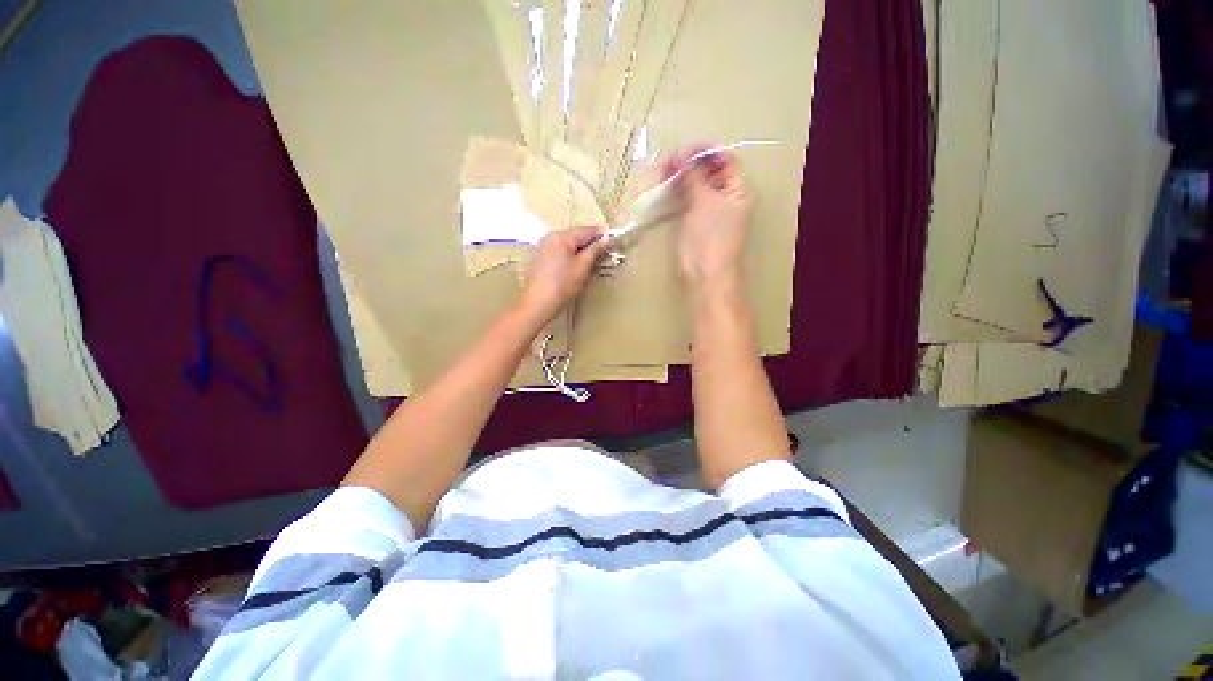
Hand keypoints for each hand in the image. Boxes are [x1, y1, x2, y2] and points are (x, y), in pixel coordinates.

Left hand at [518, 226, 610, 324]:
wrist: (537, 305)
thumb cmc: (563, 285)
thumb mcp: (582, 267)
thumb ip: (595, 250)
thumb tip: (608, 238)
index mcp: (561, 236)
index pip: (587, 230)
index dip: (602, 235)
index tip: (615, 241)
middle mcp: (550, 238)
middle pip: (576, 237)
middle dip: (592, 245)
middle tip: (606, 255)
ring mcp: (543, 249)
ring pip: (568, 247)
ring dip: (582, 253)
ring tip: (593, 264)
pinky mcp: (540, 262)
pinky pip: (560, 255)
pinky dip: (571, 259)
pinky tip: (577, 270)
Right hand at [665, 149, 753, 288]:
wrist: (705, 274)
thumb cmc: (710, 237)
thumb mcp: (704, 202)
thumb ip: (693, 177)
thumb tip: (682, 157)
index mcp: (739, 190)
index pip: (725, 160)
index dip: (706, 152)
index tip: (684, 150)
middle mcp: (727, 198)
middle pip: (710, 172)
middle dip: (690, 164)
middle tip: (668, 161)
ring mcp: (711, 211)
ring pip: (697, 186)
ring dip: (682, 178)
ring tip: (663, 170)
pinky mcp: (696, 222)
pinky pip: (688, 201)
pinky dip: (678, 193)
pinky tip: (665, 187)